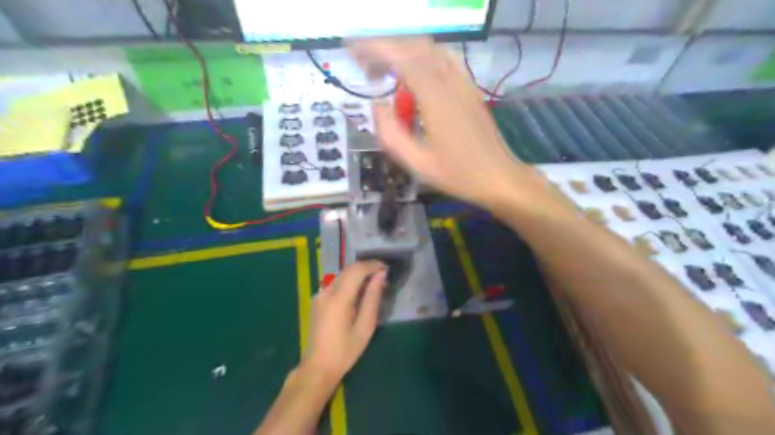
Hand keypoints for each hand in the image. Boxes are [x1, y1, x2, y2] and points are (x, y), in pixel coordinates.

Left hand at [301, 261, 387, 379]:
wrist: (318, 367)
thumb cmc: (345, 351)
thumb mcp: (365, 326)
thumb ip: (373, 298)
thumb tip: (381, 276)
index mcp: (338, 298)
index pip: (357, 270)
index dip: (373, 265)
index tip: (387, 268)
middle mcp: (326, 292)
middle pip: (348, 269)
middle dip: (367, 268)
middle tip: (383, 276)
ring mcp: (320, 295)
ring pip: (342, 275)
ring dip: (359, 275)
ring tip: (374, 285)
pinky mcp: (318, 300)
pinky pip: (337, 284)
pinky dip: (350, 283)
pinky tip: (359, 294)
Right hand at [348, 37, 547, 210]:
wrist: (499, 177)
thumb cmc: (458, 175)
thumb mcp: (417, 164)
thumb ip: (391, 134)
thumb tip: (377, 106)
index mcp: (435, 98)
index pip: (401, 58)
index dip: (374, 49)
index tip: (353, 50)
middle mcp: (450, 82)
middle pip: (414, 48)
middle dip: (385, 49)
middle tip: (366, 69)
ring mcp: (463, 83)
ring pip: (431, 50)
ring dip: (404, 52)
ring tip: (387, 70)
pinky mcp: (470, 88)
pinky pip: (445, 60)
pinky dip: (424, 58)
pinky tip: (416, 74)